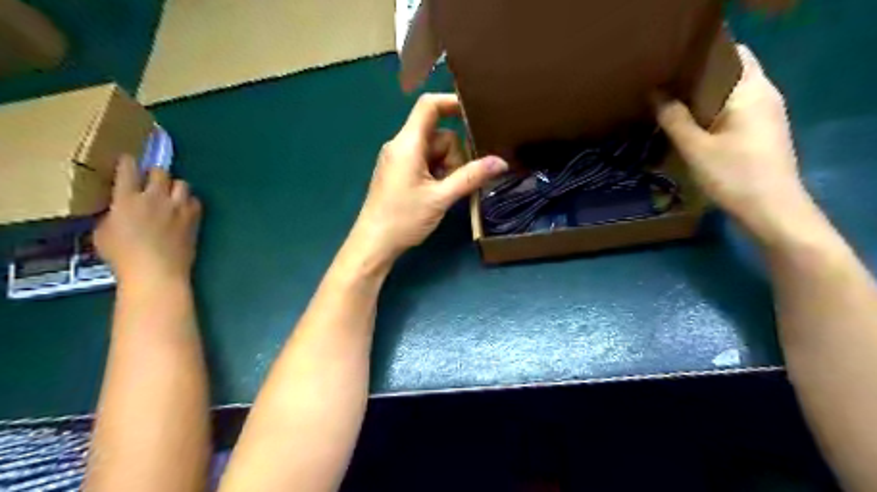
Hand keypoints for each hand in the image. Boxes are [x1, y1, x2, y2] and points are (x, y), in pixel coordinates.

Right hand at [94, 157, 203, 285]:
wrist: (157, 271)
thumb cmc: (123, 257)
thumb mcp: (103, 233)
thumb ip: (112, 215)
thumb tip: (119, 209)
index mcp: (127, 199)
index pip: (128, 170)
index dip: (128, 162)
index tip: (128, 161)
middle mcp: (155, 198)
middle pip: (160, 171)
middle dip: (155, 173)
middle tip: (151, 182)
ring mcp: (178, 207)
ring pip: (182, 183)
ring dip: (175, 187)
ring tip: (170, 196)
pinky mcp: (194, 218)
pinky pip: (195, 201)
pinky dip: (189, 202)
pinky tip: (184, 210)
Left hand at [348, 92, 507, 263]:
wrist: (374, 244)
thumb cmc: (404, 219)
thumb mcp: (441, 198)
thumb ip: (471, 177)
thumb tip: (501, 162)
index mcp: (407, 144)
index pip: (429, 106)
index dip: (452, 103)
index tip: (476, 113)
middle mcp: (401, 145)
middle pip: (438, 135)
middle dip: (454, 155)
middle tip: (455, 183)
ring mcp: (399, 160)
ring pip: (434, 151)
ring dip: (447, 168)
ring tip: (445, 193)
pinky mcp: (399, 173)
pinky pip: (424, 163)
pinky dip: (437, 174)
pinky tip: (438, 194)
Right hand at [659, 44, 807, 240]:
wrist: (772, 211)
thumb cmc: (734, 175)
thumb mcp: (696, 148)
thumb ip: (674, 119)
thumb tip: (655, 94)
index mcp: (752, 91)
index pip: (732, 55)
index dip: (703, 57)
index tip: (672, 68)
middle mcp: (764, 96)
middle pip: (730, 75)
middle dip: (698, 80)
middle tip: (664, 89)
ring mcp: (766, 116)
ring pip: (730, 96)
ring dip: (703, 100)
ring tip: (671, 107)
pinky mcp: (762, 134)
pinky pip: (734, 113)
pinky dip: (712, 115)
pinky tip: (690, 128)